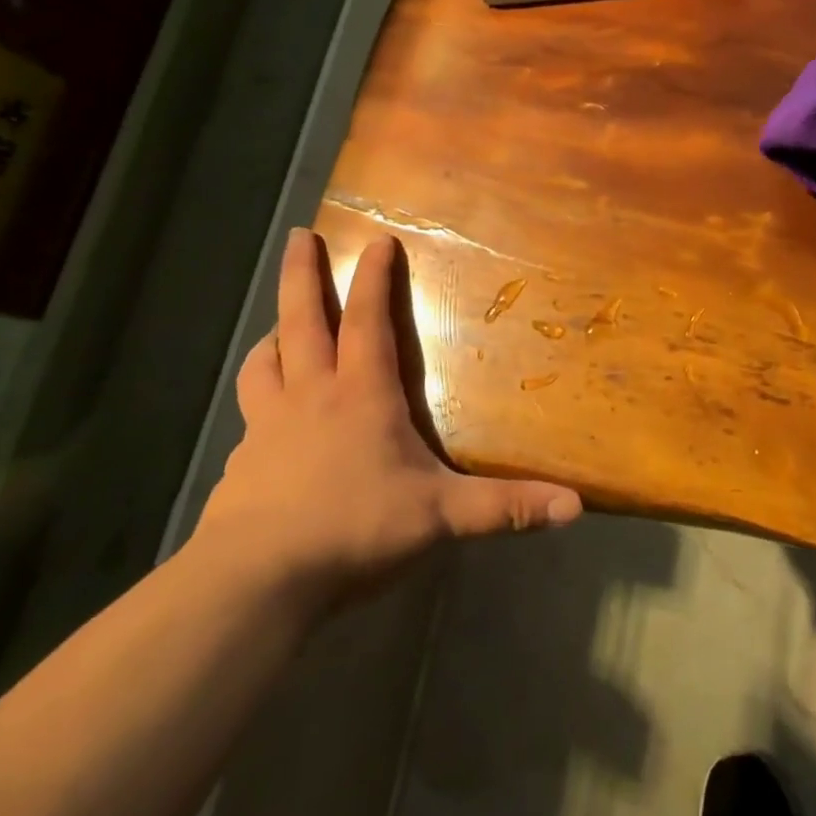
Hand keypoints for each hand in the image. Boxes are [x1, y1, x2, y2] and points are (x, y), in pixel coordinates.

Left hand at [194, 229, 581, 614]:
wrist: (257, 579)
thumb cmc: (354, 528)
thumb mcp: (441, 517)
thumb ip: (507, 508)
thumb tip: (575, 506)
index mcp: (360, 394)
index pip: (367, 320)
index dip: (372, 278)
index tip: (375, 239)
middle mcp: (310, 396)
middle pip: (301, 320)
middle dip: (301, 275)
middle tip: (298, 236)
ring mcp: (267, 428)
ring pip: (264, 363)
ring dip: (274, 337)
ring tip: (279, 328)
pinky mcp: (241, 464)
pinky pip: (249, 416)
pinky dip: (258, 400)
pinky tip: (264, 422)